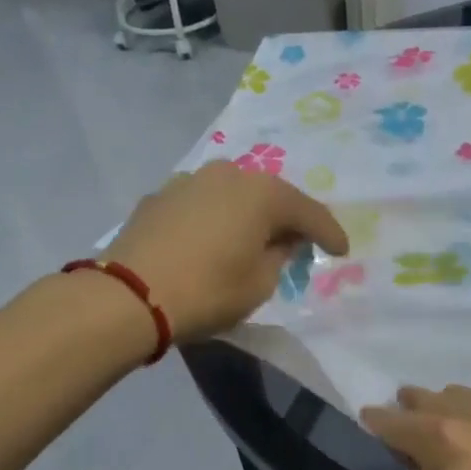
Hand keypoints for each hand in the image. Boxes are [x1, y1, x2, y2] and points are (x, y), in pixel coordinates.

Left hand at [106, 160, 348, 341]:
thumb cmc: (207, 291)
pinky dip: (215, 219)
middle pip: (270, 195)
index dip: (329, 233)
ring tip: (253, 239)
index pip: (308, 211)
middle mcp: (228, 174)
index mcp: (261, 193)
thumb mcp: (259, 284)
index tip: (341, 251)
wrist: (128, 295)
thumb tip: (279, 240)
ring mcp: (189, 180)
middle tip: (298, 242)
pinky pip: (202, 205)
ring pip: (233, 195)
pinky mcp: (159, 196)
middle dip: (287, 219)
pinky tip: (213, 240)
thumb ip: (279, 256)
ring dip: (248, 215)